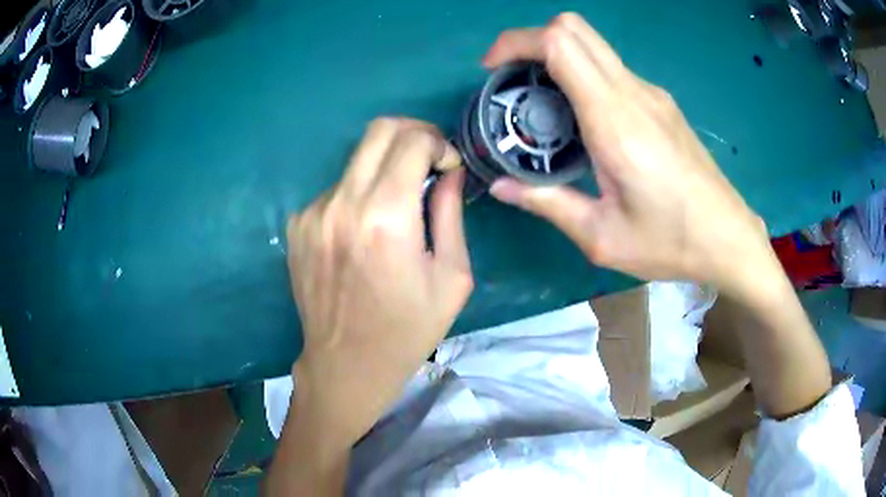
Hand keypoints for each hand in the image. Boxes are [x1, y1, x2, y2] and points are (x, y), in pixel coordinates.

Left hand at [284, 118, 472, 448]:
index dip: (438, 143)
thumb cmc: (408, 329)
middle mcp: (342, 205)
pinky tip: (364, 231)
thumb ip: (451, 213)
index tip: (447, 167)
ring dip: (384, 169)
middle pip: (378, 130)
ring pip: (357, 160)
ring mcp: (313, 213)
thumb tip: (448, 172)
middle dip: (412, 134)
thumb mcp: (452, 277)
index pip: (412, 140)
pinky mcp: (297, 225)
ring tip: (397, 206)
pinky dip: (358, 194)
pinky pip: (336, 189)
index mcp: (386, 218)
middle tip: (428, 160)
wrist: (346, 364)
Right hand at [484, 13, 770, 296]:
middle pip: (574, 28)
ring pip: (592, 45)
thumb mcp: (601, 237)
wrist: (728, 238)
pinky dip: (581, 75)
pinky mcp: (661, 103)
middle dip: (530, 40)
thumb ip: (547, 204)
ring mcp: (651, 94)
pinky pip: (610, 69)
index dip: (516, 42)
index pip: (559, 44)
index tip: (492, 69)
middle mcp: (634, 93)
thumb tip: (500, 186)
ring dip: (556, 57)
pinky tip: (579, 118)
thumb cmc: (670, 242)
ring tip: (539, 102)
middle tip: (511, 78)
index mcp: (615, 121)